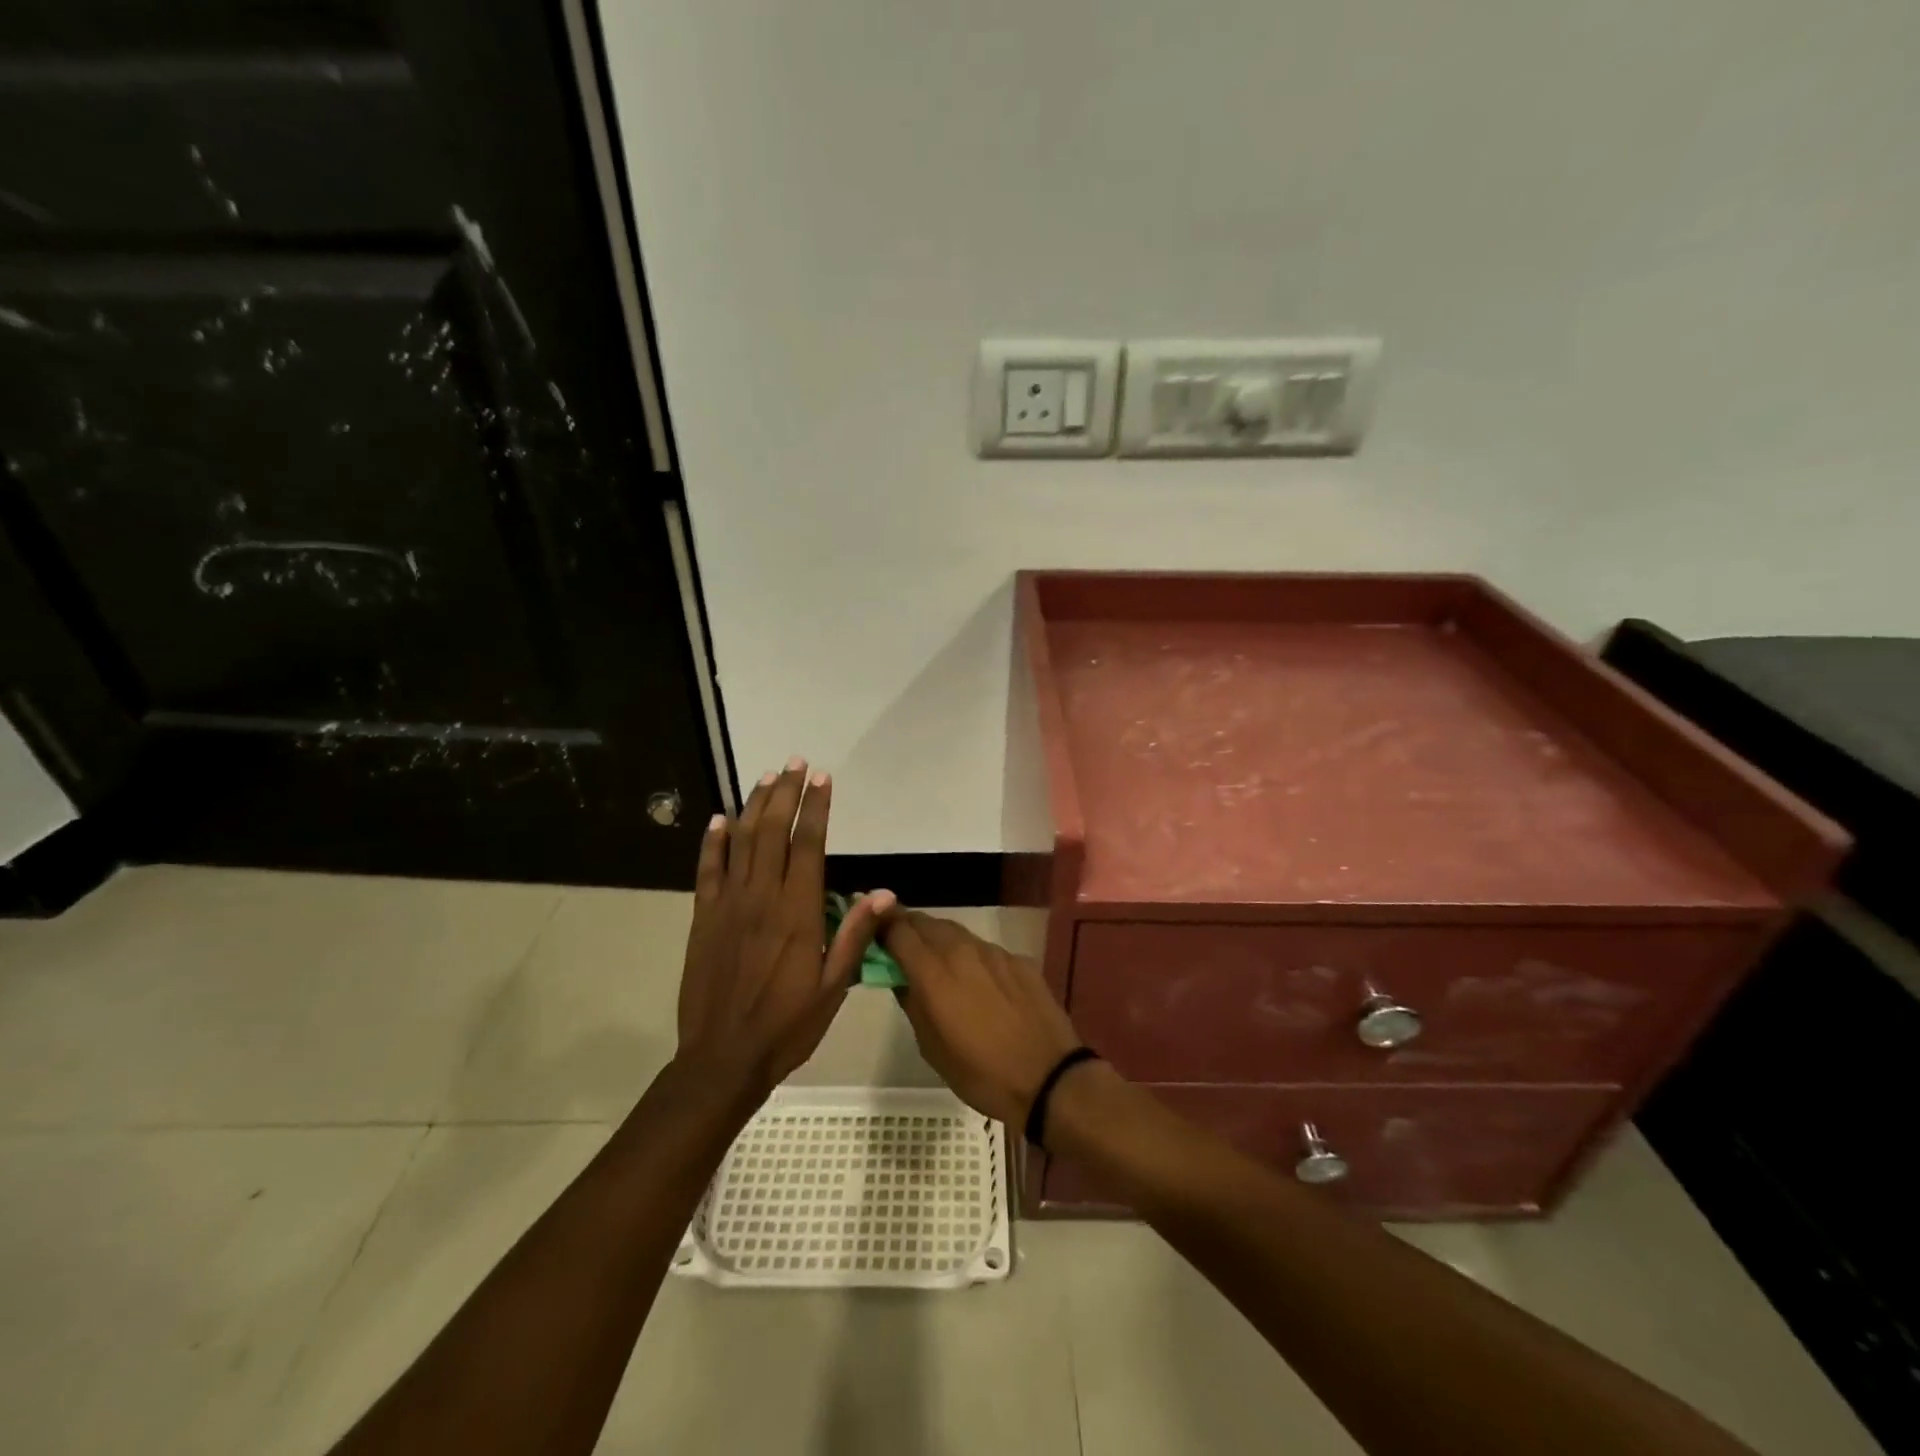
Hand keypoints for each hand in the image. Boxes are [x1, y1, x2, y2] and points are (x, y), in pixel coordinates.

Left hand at [677, 758, 891, 1099]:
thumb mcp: (832, 987)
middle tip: (796, 763)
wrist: (722, 1059)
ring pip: (741, 842)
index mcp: (797, 912)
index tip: (822, 779)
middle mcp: (761, 898)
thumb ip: (855, 936)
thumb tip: (885, 893)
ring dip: (754, 806)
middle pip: (772, 832)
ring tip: (767, 778)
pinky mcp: (704, 918)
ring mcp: (728, 905)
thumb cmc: (786, 1025)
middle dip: (785, 793)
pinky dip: (713, 842)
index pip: (808, 845)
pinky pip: (707, 870)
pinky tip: (719, 819)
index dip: (815, 808)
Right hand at [880, 911, 1081, 1127]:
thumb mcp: (932, 1048)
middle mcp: (962, 951)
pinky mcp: (1018, 960)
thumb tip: (903, 980)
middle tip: (900, 943)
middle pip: (927, 923)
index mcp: (934, 973)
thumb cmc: (981, 1073)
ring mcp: (994, 952)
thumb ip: (913, 1004)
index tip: (873, 932)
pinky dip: (971, 956)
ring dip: (939, 939)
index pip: (898, 930)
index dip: (882, 927)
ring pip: (957, 932)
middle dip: (909, 927)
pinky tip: (976, 979)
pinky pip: (985, 949)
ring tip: (934, 958)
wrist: (1048, 1077)